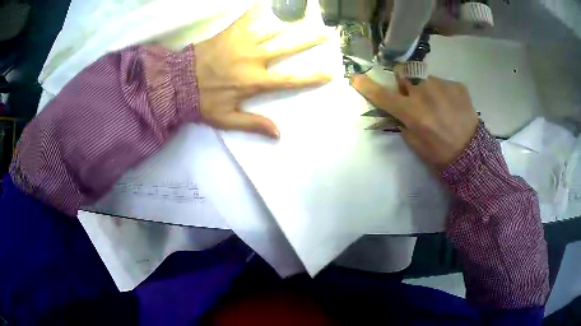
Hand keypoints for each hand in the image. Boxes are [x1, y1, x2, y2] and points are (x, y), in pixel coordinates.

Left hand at [194, 4, 330, 137]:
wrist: (178, 83)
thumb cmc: (203, 102)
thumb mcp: (227, 119)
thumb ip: (253, 124)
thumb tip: (278, 134)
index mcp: (256, 81)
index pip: (290, 80)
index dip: (311, 77)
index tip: (329, 73)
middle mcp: (254, 59)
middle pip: (287, 48)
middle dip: (308, 41)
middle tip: (325, 34)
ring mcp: (243, 43)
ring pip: (272, 31)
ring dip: (289, 25)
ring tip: (302, 18)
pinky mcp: (230, 34)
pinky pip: (247, 18)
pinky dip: (256, 10)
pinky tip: (264, 3)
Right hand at [351, 74, 478, 169]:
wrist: (472, 154)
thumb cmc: (440, 154)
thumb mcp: (415, 144)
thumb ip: (403, 122)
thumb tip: (397, 107)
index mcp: (413, 113)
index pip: (383, 95)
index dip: (367, 86)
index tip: (355, 78)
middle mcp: (425, 94)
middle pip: (403, 72)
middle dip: (403, 80)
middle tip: (413, 94)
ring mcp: (443, 86)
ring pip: (424, 76)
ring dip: (425, 86)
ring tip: (438, 103)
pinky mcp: (457, 85)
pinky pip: (442, 82)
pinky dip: (442, 91)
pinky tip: (451, 105)